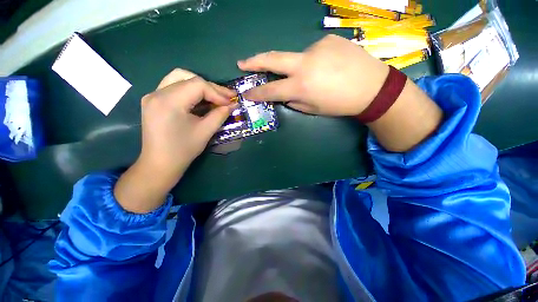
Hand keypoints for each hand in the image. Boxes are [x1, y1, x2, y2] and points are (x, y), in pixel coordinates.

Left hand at [139, 69, 235, 177]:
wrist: (160, 164)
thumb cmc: (183, 150)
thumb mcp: (205, 132)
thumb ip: (220, 115)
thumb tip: (232, 104)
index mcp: (169, 101)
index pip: (197, 84)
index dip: (217, 92)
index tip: (230, 102)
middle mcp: (157, 93)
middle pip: (188, 77)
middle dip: (210, 87)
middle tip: (226, 97)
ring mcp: (152, 95)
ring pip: (179, 78)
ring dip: (200, 85)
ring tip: (214, 96)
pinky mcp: (153, 100)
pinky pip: (174, 86)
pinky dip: (190, 90)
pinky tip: (200, 99)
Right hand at [238, 34, 388, 115]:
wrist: (372, 87)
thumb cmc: (340, 104)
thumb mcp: (313, 109)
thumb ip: (294, 101)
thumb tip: (284, 94)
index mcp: (301, 86)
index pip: (271, 90)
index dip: (257, 93)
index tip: (246, 94)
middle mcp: (304, 64)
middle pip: (272, 59)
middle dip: (254, 62)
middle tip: (242, 63)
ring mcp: (316, 47)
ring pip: (297, 58)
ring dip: (299, 67)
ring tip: (318, 76)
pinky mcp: (327, 39)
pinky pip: (313, 52)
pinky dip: (314, 61)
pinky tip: (328, 66)